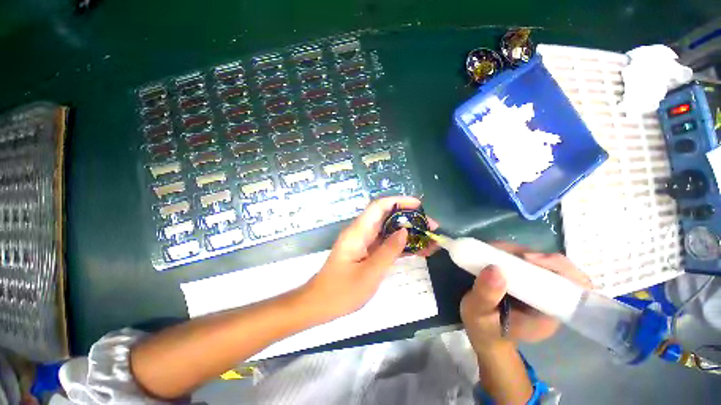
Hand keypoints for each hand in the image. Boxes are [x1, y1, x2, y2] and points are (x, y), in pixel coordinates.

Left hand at [303, 196, 437, 319]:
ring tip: (431, 239)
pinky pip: (387, 244)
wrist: (321, 304)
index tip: (419, 206)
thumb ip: (388, 250)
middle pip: (387, 217)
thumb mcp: (370, 273)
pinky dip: (402, 245)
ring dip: (409, 233)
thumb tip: (405, 231)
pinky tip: (419, 250)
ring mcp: (365, 243)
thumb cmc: (342, 291)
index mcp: (358, 232)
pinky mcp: (368, 252)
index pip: (379, 206)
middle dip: (410, 218)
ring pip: (389, 231)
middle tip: (431, 226)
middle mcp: (362, 232)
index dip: (399, 202)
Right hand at [460, 243, 591, 351]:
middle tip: (502, 251)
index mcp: (548, 315)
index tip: (526, 258)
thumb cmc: (483, 328)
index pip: (573, 288)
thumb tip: (495, 268)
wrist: (482, 334)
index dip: (558, 267)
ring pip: (540, 261)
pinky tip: (493, 254)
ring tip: (492, 250)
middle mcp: (550, 300)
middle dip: (530, 255)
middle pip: (559, 269)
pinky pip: (525, 261)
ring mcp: (538, 289)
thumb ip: (486, 295)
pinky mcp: (526, 281)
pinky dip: (510, 253)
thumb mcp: (477, 313)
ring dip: (517, 251)